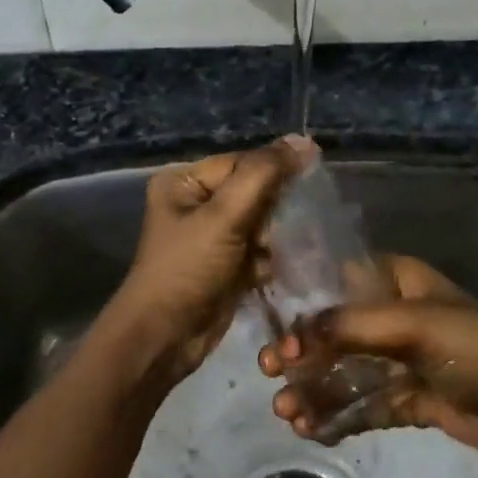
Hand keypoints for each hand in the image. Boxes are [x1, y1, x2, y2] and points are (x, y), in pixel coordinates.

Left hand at [106, 137, 305, 386]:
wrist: (164, 337)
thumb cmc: (188, 269)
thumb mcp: (224, 216)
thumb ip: (264, 175)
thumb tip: (304, 140)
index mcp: (184, 182)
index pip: (243, 163)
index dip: (277, 172)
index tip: (312, 185)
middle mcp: (196, 204)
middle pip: (255, 192)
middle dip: (278, 211)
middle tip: (297, 226)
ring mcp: (212, 237)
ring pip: (262, 224)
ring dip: (279, 237)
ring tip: (289, 249)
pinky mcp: (226, 266)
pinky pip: (260, 251)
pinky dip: (272, 259)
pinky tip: (278, 269)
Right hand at [259, 254, 477, 464]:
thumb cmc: (472, 347)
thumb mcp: (412, 325)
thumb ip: (349, 326)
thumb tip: (291, 337)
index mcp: (399, 281)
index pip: (339, 283)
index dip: (306, 306)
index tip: (279, 331)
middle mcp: (395, 316)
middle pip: (336, 332)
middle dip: (302, 356)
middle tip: (269, 373)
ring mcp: (400, 360)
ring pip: (346, 372)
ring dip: (315, 391)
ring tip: (287, 413)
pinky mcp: (407, 398)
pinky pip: (364, 404)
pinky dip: (338, 416)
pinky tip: (312, 430)